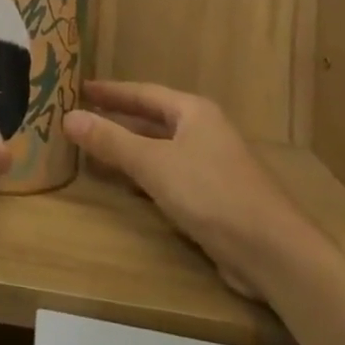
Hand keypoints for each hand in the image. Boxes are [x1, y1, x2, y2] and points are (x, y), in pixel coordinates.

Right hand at [66, 81, 318, 299]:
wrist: (276, 256)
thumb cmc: (213, 195)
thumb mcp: (154, 165)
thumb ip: (111, 141)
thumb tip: (67, 117)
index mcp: (194, 112)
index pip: (143, 93)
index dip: (110, 92)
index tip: (80, 88)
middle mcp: (205, 131)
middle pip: (152, 119)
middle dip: (118, 119)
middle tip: (81, 116)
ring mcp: (213, 165)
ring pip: (161, 149)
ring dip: (130, 148)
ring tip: (95, 148)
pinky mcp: (216, 198)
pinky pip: (170, 175)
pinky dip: (145, 175)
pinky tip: (128, 185)